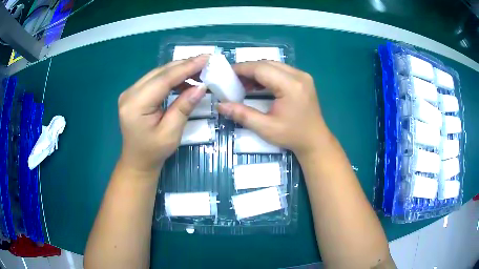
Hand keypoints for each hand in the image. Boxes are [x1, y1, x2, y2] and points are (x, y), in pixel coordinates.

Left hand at [117, 55, 208, 174]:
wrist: (137, 160)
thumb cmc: (154, 151)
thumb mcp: (171, 133)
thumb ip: (183, 107)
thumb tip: (200, 86)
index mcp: (136, 104)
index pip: (163, 79)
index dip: (186, 67)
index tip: (205, 58)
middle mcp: (130, 93)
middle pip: (160, 73)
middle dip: (184, 65)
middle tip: (205, 62)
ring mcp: (130, 92)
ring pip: (158, 74)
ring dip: (178, 71)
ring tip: (198, 71)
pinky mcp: (134, 94)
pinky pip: (155, 80)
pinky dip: (171, 78)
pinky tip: (184, 80)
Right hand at [217, 61, 330, 157]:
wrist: (315, 140)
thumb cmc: (292, 136)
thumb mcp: (265, 128)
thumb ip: (242, 114)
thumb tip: (220, 105)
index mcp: (291, 86)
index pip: (261, 69)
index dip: (242, 69)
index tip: (226, 74)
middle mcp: (298, 75)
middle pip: (267, 64)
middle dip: (248, 70)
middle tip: (232, 80)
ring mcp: (303, 76)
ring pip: (273, 65)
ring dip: (257, 72)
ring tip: (243, 84)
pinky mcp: (303, 79)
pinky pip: (281, 70)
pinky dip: (267, 75)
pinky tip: (258, 86)